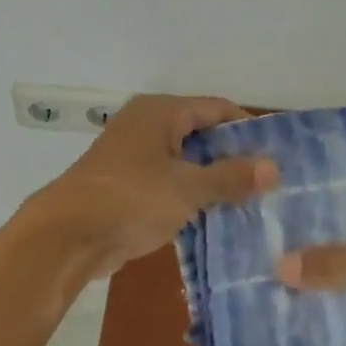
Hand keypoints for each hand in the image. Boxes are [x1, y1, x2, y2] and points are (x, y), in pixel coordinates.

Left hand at [30, 95, 277, 278]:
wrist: (68, 236)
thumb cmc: (131, 199)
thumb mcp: (188, 187)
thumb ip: (231, 176)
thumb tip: (274, 167)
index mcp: (160, 113)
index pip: (216, 108)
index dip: (247, 128)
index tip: (277, 153)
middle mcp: (146, 126)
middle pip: (200, 134)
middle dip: (232, 157)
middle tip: (268, 180)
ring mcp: (134, 157)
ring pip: (185, 162)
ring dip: (212, 180)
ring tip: (250, 201)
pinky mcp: (127, 186)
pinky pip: (169, 183)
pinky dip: (190, 196)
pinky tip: (216, 216)